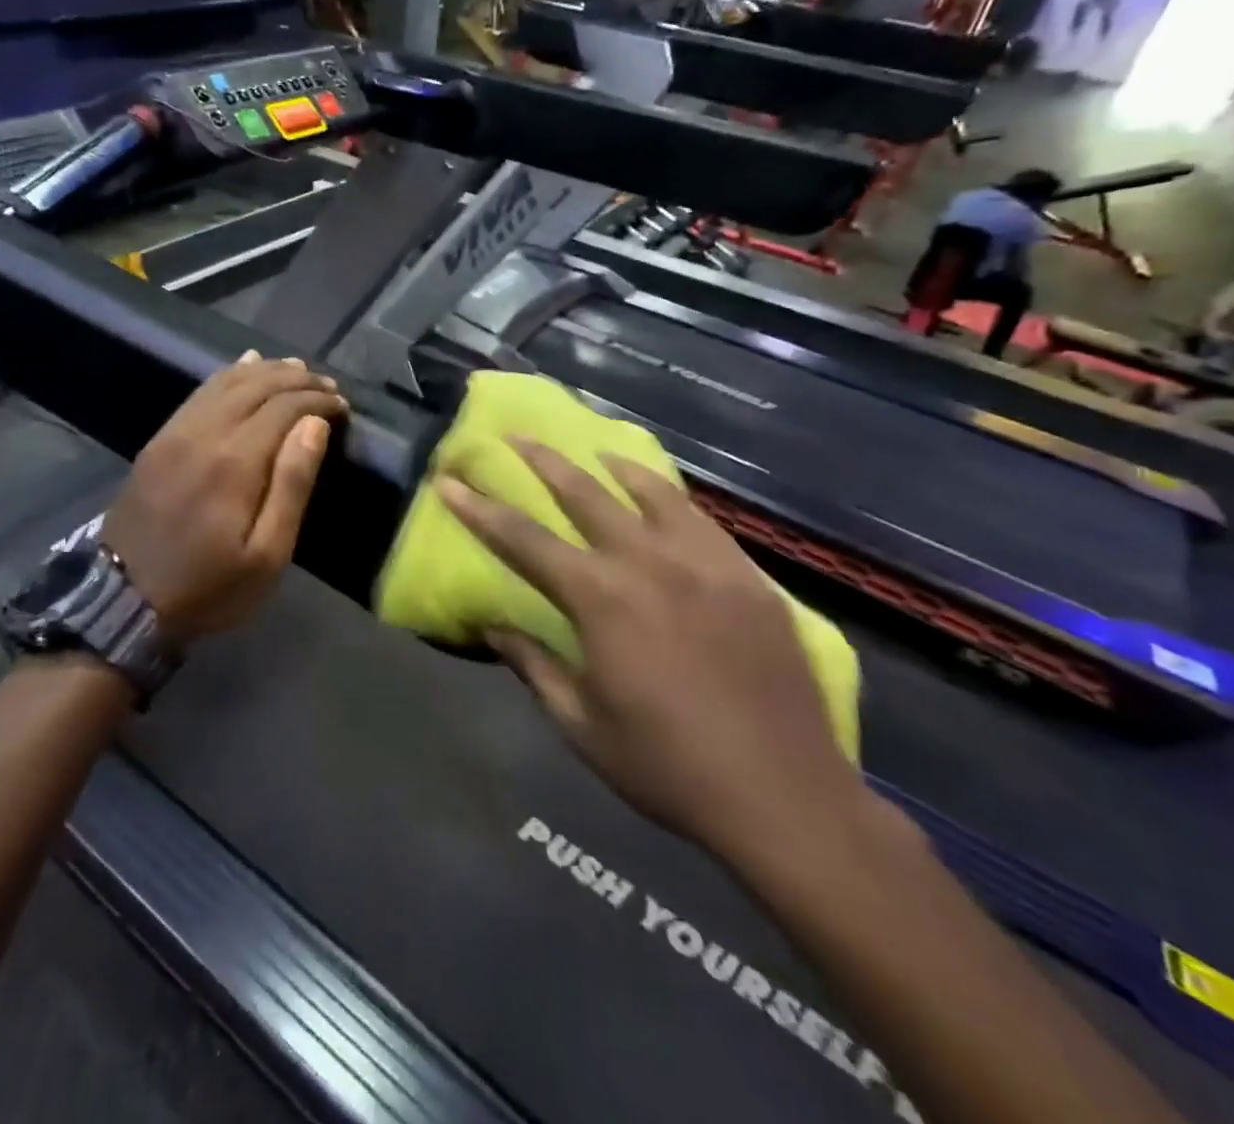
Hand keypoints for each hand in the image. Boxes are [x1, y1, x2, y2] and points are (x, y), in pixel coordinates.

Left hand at [103, 353, 345, 643]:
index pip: (285, 407)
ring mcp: (176, 432)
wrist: (124, 600)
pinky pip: (199, 393)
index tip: (343, 406)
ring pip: (226, 382)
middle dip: (297, 380)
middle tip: (327, 386)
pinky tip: (244, 367)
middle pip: (257, 386)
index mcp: (236, 461)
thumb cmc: (208, 586)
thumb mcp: (266, 555)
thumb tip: (315, 426)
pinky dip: (227, 375)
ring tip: (296, 369)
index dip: (318, 400)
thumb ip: (292, 485)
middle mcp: (205, 433)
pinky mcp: (159, 440)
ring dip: (265, 371)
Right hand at [438, 441, 865, 864]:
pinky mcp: (747, 575)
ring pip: (649, 491)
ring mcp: (704, 562)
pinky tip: (660, 494)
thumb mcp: (581, 724)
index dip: (479, 508)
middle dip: (542, 461)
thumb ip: (533, 665)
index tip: (449, 480)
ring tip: (591, 452)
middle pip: (584, 493)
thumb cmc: (667, 767)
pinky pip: (699, 517)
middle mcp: (648, 562)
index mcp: (601, 599)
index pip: (523, 540)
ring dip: (609, 466)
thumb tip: (492, 627)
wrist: (784, 796)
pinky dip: (668, 494)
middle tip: (515, 437)